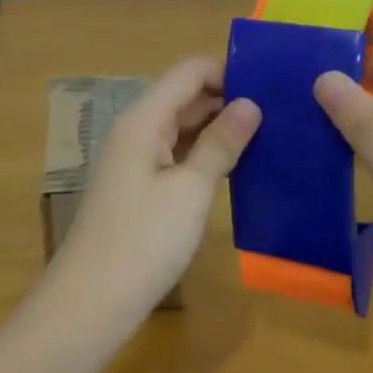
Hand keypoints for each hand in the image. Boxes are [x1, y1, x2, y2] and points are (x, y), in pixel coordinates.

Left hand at [53, 57, 261, 317]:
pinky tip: (238, 165)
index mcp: (144, 119)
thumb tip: (250, 104)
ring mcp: (136, 160)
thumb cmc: (143, 241)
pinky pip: (177, 154)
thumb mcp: (190, 190)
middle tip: (281, 110)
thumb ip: (220, 143)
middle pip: (185, 96)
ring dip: (219, 127)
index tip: (272, 83)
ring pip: (182, 127)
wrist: (91, 302)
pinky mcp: (140, 187)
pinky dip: (205, 154)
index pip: (189, 71)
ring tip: (269, 133)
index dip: (228, 70)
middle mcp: (137, 130)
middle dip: (228, 98)